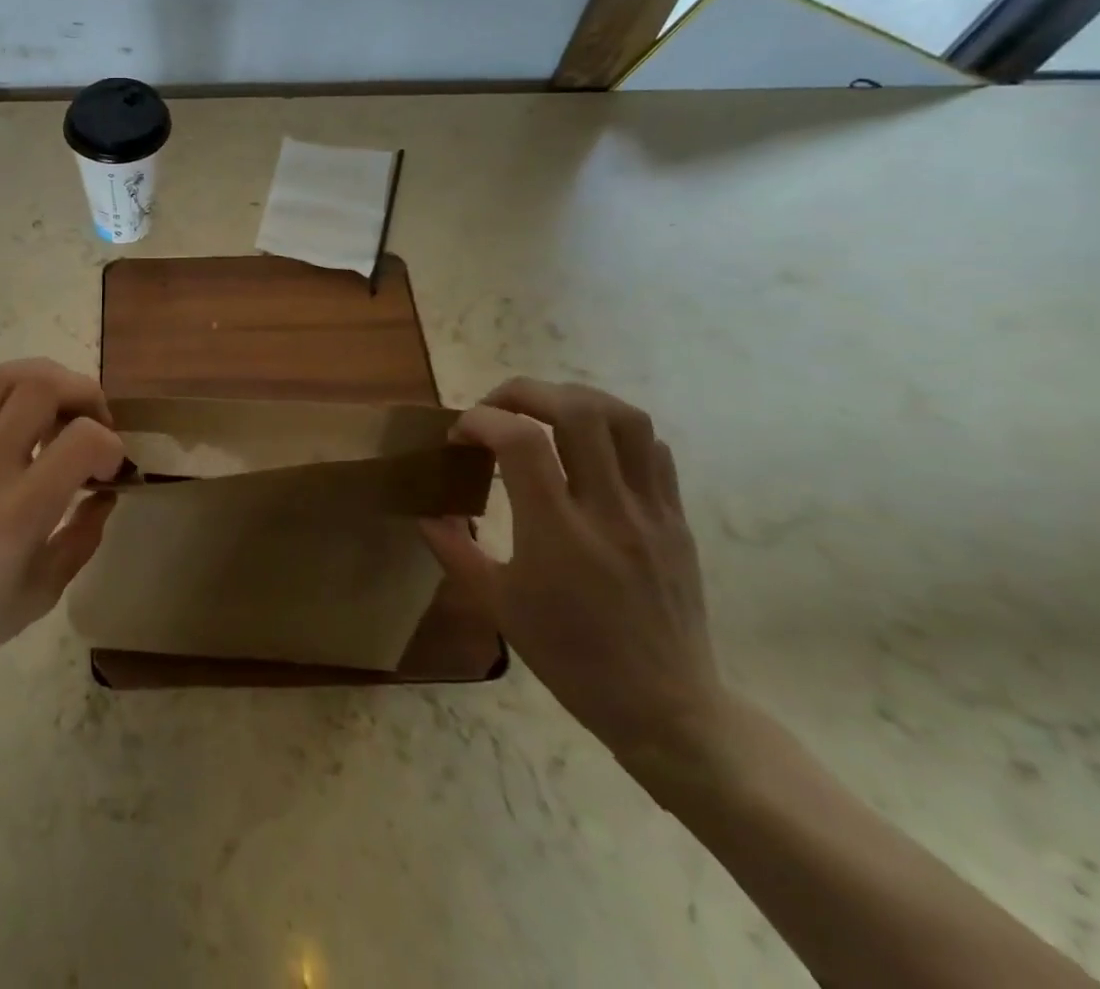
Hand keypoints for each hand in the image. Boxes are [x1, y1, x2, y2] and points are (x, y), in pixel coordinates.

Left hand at [0, 359, 124, 689]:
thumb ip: (83, 537)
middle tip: (92, 421)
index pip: (83, 441)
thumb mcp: (42, 592)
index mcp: (18, 511)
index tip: (110, 470)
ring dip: (39, 381)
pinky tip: (3, 419)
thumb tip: (104, 495)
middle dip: (83, 393)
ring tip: (53, 407)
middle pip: (41, 387)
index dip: (111, 446)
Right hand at [420, 377, 731, 779]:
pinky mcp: (676, 519)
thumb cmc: (571, 658)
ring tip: (543, 412)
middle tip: (496, 408)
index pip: (519, 441)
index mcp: (558, 534)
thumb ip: (454, 550)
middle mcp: (608, 510)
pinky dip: (615, 432)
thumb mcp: (498, 606)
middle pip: (576, 410)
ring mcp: (651, 512)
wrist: (666, 708)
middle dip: (525, 392)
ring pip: (625, 419)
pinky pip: (653, 451)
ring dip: (575, 399)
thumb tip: (424, 511)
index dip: (480, 420)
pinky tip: (589, 449)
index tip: (458, 437)